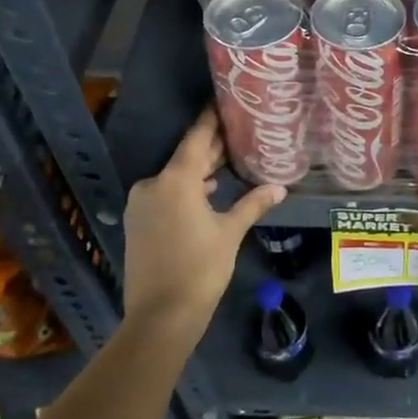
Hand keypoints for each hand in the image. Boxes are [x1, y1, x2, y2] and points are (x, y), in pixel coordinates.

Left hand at [122, 106, 284, 343]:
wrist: (160, 316)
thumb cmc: (200, 268)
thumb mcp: (230, 233)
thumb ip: (253, 204)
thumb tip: (279, 187)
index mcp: (175, 180)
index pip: (197, 138)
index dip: (212, 120)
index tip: (225, 102)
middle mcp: (153, 184)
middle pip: (186, 157)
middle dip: (212, 148)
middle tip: (240, 134)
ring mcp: (142, 204)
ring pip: (175, 177)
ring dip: (200, 171)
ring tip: (230, 163)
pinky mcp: (138, 222)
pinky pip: (165, 194)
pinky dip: (186, 190)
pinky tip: (208, 193)